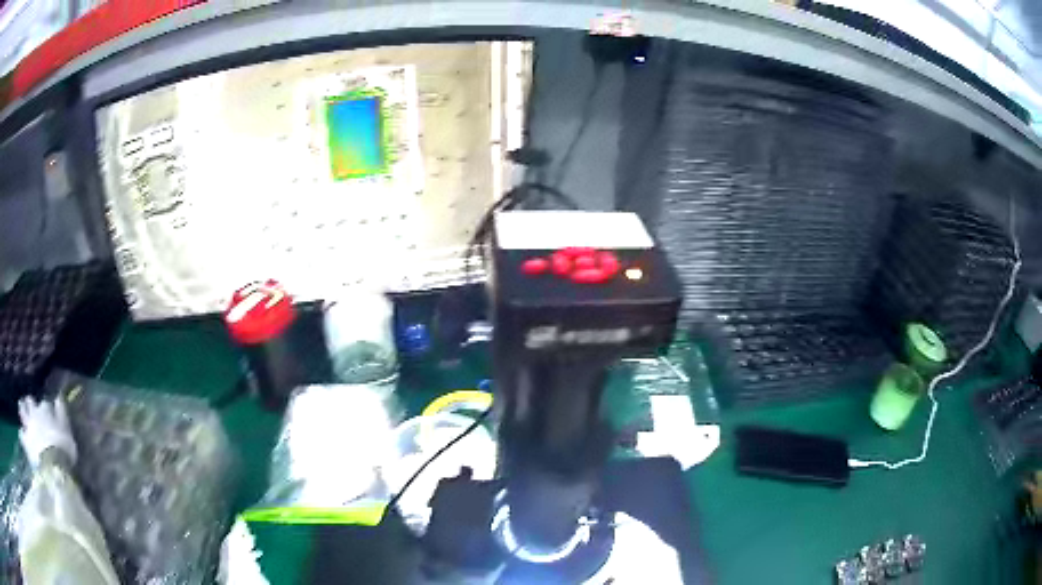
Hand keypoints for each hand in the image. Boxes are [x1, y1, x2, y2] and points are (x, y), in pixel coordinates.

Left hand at [18, 397, 76, 468]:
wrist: (52, 467)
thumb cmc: (63, 450)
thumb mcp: (67, 432)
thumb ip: (62, 414)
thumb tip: (58, 398)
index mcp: (44, 409)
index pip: (45, 404)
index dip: (46, 409)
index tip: (49, 415)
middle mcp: (34, 412)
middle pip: (29, 401)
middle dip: (29, 404)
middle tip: (31, 409)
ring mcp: (28, 425)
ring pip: (22, 409)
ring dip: (22, 410)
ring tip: (24, 416)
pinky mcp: (25, 439)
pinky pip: (21, 434)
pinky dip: (22, 435)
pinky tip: (23, 438)